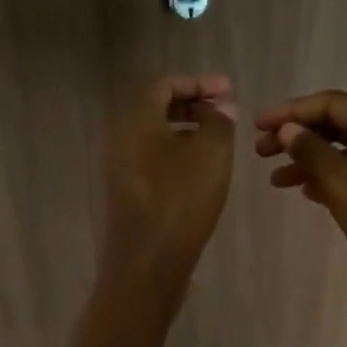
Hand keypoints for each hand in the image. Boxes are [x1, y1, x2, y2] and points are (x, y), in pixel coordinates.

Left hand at [101, 74, 236, 298]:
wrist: (146, 263)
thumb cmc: (180, 200)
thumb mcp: (211, 153)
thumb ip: (219, 121)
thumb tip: (219, 109)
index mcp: (134, 119)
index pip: (163, 84)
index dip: (198, 82)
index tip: (229, 90)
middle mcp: (119, 137)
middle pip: (155, 107)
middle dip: (192, 104)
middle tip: (225, 112)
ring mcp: (118, 167)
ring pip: (153, 135)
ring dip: (186, 130)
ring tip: (218, 140)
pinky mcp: (124, 192)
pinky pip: (150, 159)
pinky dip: (176, 154)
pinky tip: (200, 170)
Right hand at [255, 89, 346, 320]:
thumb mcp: (340, 181)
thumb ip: (310, 150)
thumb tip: (287, 130)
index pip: (329, 103)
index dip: (290, 112)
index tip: (257, 126)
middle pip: (334, 124)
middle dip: (295, 136)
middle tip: (260, 152)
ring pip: (340, 150)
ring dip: (306, 160)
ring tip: (275, 180)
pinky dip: (325, 177)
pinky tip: (304, 192)